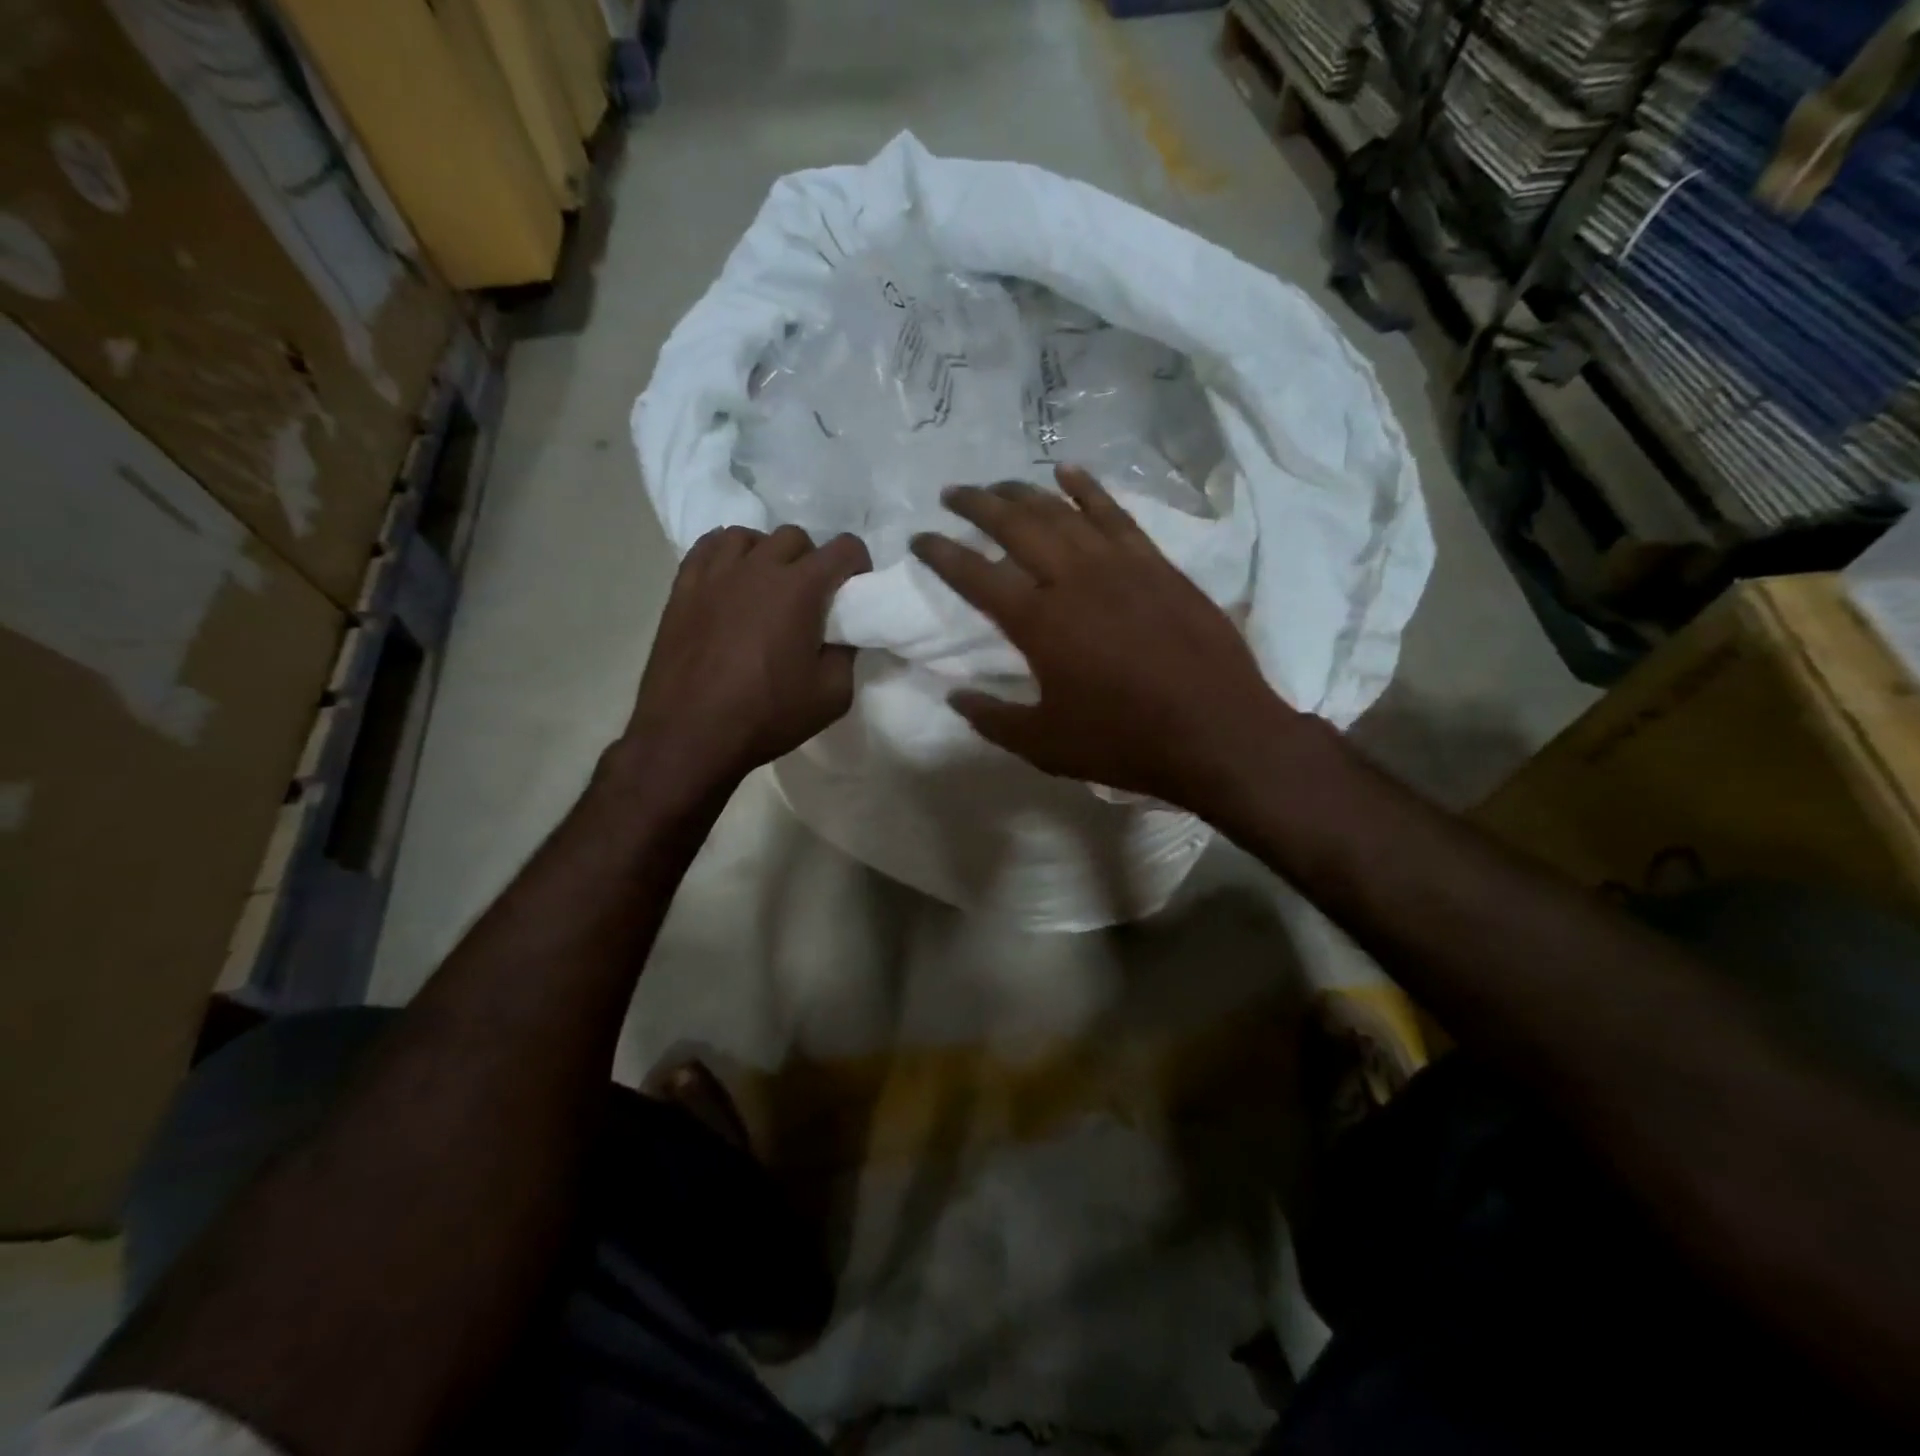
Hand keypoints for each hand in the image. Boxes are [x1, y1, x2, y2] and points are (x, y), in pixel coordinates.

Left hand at [617, 524, 870, 801]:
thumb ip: (845, 654)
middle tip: (811, 597)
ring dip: (767, 554)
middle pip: (796, 537)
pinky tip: (730, 580)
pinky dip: (727, 555)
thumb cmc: (766, 716)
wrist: (690, 734)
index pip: (844, 548)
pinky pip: (708, 547)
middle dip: (812, 560)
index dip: (858, 565)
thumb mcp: (832, 696)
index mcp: (800, 589)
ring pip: (749, 536)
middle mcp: (758, 567)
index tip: (854, 590)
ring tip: (767, 586)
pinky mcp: (684, 587)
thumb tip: (840, 634)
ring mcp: (716, 573)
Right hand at [909, 466, 1295, 813]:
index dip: (941, 553)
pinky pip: (1115, 513)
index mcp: (1039, 622)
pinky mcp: (1156, 564)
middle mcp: (1073, 579)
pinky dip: (1088, 489)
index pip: (975, 575)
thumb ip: (993, 718)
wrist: (1217, 731)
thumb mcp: (1046, 745)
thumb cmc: (1125, 741)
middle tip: (951, 494)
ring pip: (1061, 512)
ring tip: (997, 485)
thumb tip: (955, 697)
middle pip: (1014, 525)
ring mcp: (1119, 564)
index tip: (919, 538)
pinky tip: (1068, 473)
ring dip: (1023, 493)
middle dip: (976, 505)